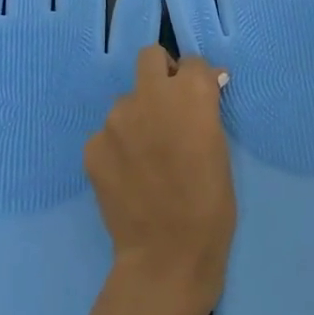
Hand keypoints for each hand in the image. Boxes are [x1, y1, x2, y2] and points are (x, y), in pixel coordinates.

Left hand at [84, 47, 235, 314]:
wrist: (167, 257)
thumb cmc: (210, 205)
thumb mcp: (221, 149)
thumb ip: (206, 111)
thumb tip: (205, 85)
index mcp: (190, 94)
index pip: (193, 63)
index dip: (197, 81)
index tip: (200, 100)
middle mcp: (150, 95)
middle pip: (150, 58)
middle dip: (161, 74)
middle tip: (169, 109)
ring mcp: (116, 119)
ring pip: (126, 100)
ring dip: (138, 116)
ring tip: (147, 154)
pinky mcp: (92, 146)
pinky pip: (107, 134)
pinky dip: (118, 147)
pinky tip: (128, 175)